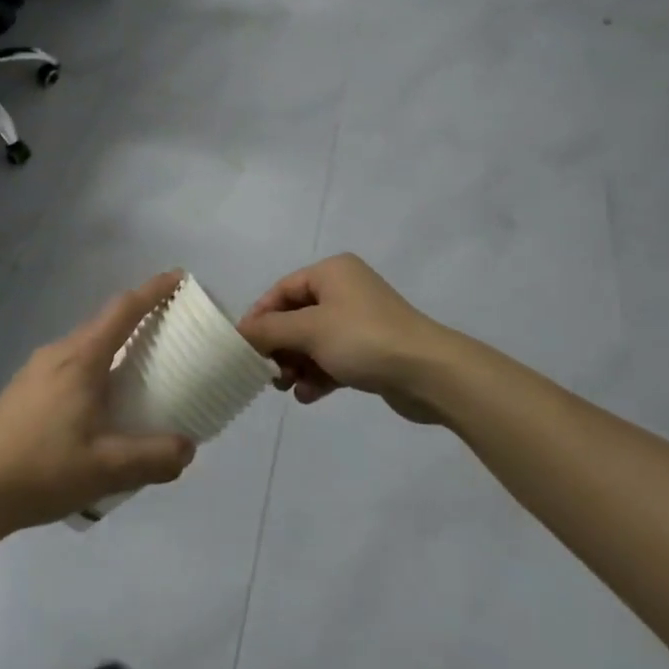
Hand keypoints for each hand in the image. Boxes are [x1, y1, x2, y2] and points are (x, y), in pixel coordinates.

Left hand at [0, 272, 197, 533]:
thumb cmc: (42, 469)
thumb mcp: (107, 469)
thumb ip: (154, 458)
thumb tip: (188, 447)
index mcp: (81, 359)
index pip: (124, 309)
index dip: (153, 290)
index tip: (179, 278)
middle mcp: (58, 352)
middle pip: (104, 323)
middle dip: (138, 318)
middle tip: (169, 331)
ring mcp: (36, 368)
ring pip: (85, 345)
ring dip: (114, 346)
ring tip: (138, 371)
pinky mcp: (24, 388)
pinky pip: (70, 363)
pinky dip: (94, 366)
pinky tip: (98, 403)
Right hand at [237, 254, 458, 423]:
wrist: (429, 373)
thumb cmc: (363, 339)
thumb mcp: (309, 330)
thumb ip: (270, 330)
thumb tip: (240, 332)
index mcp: (331, 272)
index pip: (282, 290)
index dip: (259, 317)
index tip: (242, 347)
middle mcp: (345, 290)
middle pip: (296, 317)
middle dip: (279, 346)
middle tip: (266, 373)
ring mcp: (360, 321)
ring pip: (314, 341)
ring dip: (297, 364)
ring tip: (286, 387)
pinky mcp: (371, 350)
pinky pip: (334, 358)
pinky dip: (318, 374)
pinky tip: (308, 396)